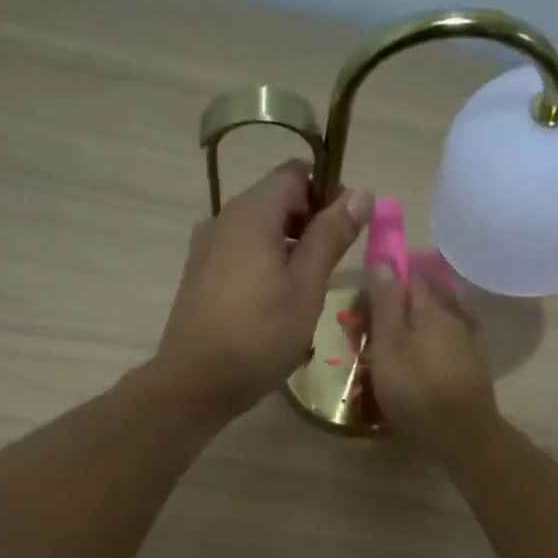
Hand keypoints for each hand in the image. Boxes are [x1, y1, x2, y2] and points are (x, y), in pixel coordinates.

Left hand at [153, 161, 372, 420]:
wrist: (195, 383)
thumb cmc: (259, 335)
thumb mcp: (306, 287)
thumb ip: (331, 236)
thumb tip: (362, 192)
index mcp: (251, 213)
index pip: (296, 174)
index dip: (328, 191)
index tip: (348, 229)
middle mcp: (224, 218)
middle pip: (276, 199)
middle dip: (311, 221)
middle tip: (334, 265)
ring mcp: (207, 247)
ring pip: (259, 228)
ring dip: (289, 246)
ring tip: (309, 287)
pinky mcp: (200, 274)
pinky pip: (241, 252)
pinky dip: (265, 262)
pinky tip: (277, 300)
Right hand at [364, 262, 500, 455]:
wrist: (462, 434)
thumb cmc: (416, 389)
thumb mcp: (389, 345)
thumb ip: (386, 303)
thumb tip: (384, 259)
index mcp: (431, 307)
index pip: (411, 274)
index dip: (391, 273)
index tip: (370, 283)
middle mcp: (454, 317)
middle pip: (428, 296)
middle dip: (405, 298)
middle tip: (379, 313)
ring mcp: (468, 342)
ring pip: (440, 319)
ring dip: (420, 320)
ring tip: (398, 334)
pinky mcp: (473, 367)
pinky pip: (448, 342)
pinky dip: (432, 342)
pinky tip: (423, 355)